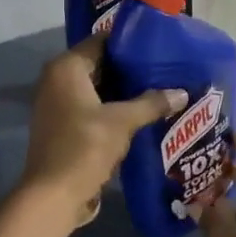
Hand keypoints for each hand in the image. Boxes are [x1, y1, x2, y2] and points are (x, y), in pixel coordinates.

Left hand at [18, 37, 185, 231]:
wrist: (53, 196)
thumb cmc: (84, 147)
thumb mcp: (122, 122)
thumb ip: (151, 103)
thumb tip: (182, 92)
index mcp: (66, 68)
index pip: (101, 41)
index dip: (130, 42)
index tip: (158, 45)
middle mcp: (57, 79)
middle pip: (99, 64)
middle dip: (130, 69)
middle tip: (164, 68)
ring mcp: (57, 104)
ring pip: (97, 88)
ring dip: (123, 91)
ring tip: (159, 89)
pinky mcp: (62, 126)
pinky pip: (92, 107)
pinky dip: (112, 108)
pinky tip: (140, 114)